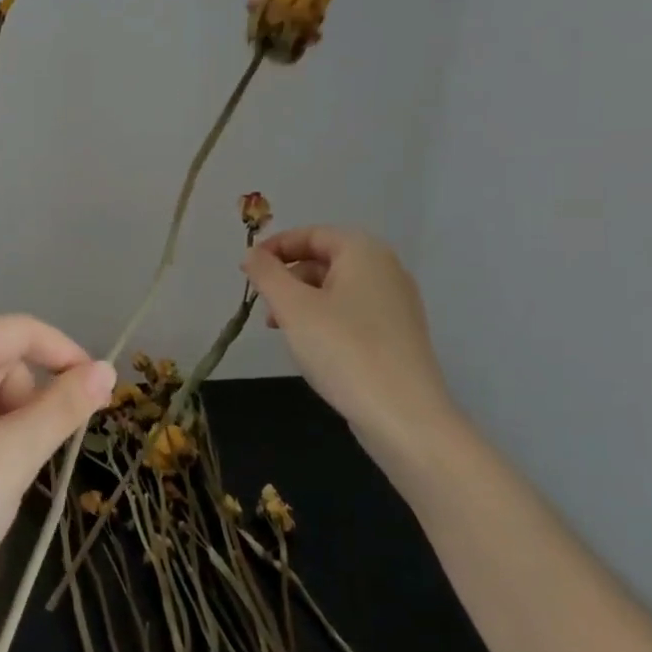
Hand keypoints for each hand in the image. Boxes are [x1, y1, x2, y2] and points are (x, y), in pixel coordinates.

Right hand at [242, 226, 460, 453]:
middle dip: (287, 277)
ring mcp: (396, 303)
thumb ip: (266, 274)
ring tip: (281, 330)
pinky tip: (311, 347)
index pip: (311, 234)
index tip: (247, 270)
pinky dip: (324, 319)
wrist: (404, 417)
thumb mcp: (292, 307)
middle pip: (324, 259)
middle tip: (263, 305)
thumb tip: (251, 254)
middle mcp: (386, 269)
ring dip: (302, 301)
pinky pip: (352, 312)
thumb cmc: (343, 350)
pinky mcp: (398, 335)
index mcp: (364, 252)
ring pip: (336, 288)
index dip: (275, 247)